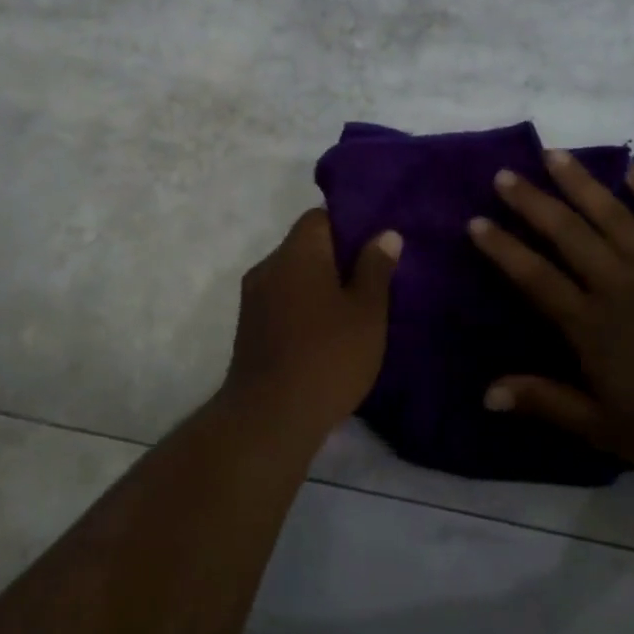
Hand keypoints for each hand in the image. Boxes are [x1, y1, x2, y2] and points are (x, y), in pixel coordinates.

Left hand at [221, 209, 401, 440]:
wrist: (270, 416)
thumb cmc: (328, 356)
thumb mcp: (367, 312)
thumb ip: (375, 268)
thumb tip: (384, 234)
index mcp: (296, 253)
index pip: (319, 217)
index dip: (350, 226)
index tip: (375, 248)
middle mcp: (268, 267)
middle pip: (305, 248)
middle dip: (337, 260)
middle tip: (373, 282)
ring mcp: (253, 300)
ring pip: (293, 279)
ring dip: (320, 288)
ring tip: (354, 312)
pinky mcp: (249, 331)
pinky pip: (283, 305)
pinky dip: (304, 310)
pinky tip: (327, 336)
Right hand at [468, 152, 633, 475]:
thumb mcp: (601, 426)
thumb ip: (546, 403)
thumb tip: (487, 393)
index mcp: (591, 325)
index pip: (536, 277)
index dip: (503, 249)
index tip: (476, 222)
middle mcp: (619, 285)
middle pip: (568, 234)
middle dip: (533, 202)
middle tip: (504, 176)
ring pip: (613, 216)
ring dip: (581, 183)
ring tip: (555, 155)